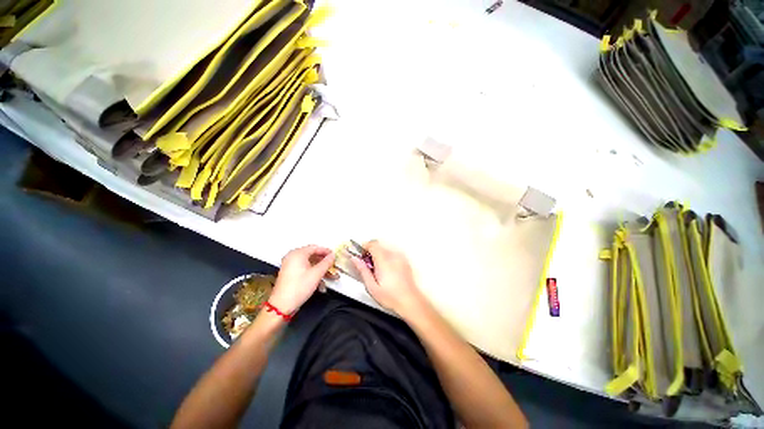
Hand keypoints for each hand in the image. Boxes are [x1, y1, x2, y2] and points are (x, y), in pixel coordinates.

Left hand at [269, 245, 335, 314]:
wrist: (282, 305)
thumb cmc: (299, 287)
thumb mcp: (316, 274)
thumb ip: (326, 262)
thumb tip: (332, 255)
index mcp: (298, 253)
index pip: (315, 247)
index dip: (326, 251)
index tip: (334, 256)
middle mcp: (293, 257)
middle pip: (312, 255)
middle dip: (324, 261)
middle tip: (333, 265)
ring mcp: (290, 265)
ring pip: (309, 263)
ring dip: (320, 269)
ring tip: (331, 276)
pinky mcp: (290, 273)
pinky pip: (305, 269)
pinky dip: (313, 273)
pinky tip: (321, 282)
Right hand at [352, 241, 426, 317]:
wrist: (410, 301)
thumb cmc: (392, 297)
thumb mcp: (372, 286)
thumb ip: (362, 270)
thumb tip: (355, 260)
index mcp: (383, 260)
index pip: (372, 244)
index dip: (364, 247)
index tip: (361, 255)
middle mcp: (393, 256)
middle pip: (379, 244)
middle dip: (371, 251)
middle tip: (367, 263)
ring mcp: (400, 257)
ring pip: (385, 248)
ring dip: (379, 254)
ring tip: (377, 269)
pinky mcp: (404, 261)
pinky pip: (393, 253)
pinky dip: (387, 257)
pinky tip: (386, 270)